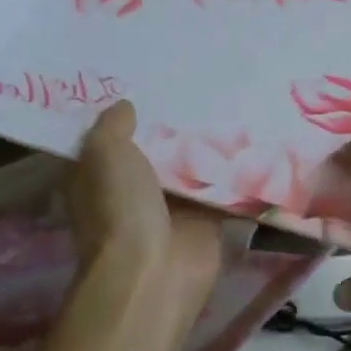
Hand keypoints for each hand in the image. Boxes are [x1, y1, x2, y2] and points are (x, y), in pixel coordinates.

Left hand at [66, 101, 223, 327]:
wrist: (154, 270)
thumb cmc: (120, 207)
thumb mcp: (104, 152)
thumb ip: (113, 124)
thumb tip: (126, 105)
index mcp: (97, 175)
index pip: (110, 137)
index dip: (126, 112)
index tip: (147, 80)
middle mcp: (131, 190)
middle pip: (155, 148)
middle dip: (173, 123)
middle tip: (197, 80)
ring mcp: (170, 206)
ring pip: (190, 165)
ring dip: (206, 144)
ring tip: (228, 98)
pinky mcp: (206, 219)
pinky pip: (222, 187)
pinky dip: (235, 170)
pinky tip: (252, 135)